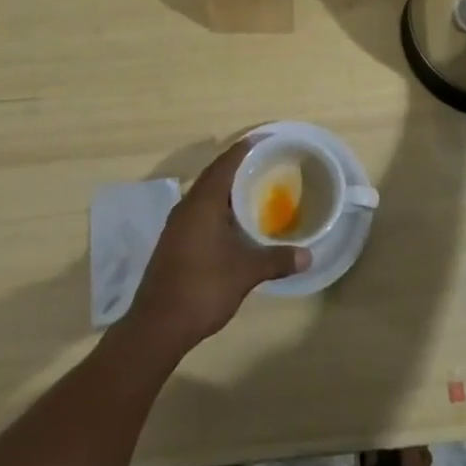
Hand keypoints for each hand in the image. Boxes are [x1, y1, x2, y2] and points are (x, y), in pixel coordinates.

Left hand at [122, 139, 309, 356]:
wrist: (157, 326)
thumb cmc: (203, 288)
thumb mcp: (246, 272)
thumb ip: (277, 260)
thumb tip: (308, 256)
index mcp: (203, 202)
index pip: (226, 162)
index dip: (245, 148)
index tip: (266, 139)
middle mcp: (187, 206)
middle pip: (215, 175)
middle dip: (238, 166)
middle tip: (266, 162)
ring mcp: (177, 225)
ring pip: (206, 195)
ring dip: (227, 189)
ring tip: (254, 189)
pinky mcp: (174, 242)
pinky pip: (200, 212)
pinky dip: (218, 208)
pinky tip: (234, 222)